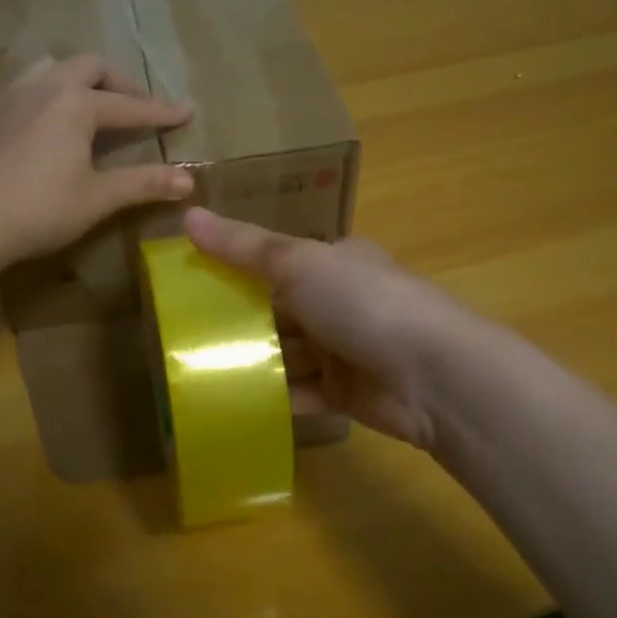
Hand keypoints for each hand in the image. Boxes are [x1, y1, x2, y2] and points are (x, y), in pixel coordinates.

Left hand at [0, 55, 194, 273]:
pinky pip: (25, 84)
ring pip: (52, 66)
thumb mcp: (96, 198)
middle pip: (90, 66)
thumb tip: (189, 181)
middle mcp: (45, 86)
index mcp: (76, 103)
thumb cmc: (38, 210)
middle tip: (136, 108)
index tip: (188, 112)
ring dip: (79, 78)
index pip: (130, 106)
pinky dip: (48, 90)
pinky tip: (46, 120)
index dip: (161, 112)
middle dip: (119, 84)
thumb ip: (143, 184)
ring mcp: (11, 95)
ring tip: (90, 104)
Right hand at [184, 207, 473, 449]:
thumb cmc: (363, 303)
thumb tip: (187, 216)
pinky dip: (271, 396)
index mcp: (335, 262)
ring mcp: (344, 350)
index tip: (192, 281)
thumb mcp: (298, 263)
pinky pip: (300, 393)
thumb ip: (243, 246)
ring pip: (286, 354)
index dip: (237, 268)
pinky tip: (231, 401)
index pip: (278, 261)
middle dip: (238, 321)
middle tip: (183, 332)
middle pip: (278, 310)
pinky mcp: (346, 394)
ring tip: (197, 369)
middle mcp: (340, 302)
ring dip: (251, 361)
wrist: (433, 376)